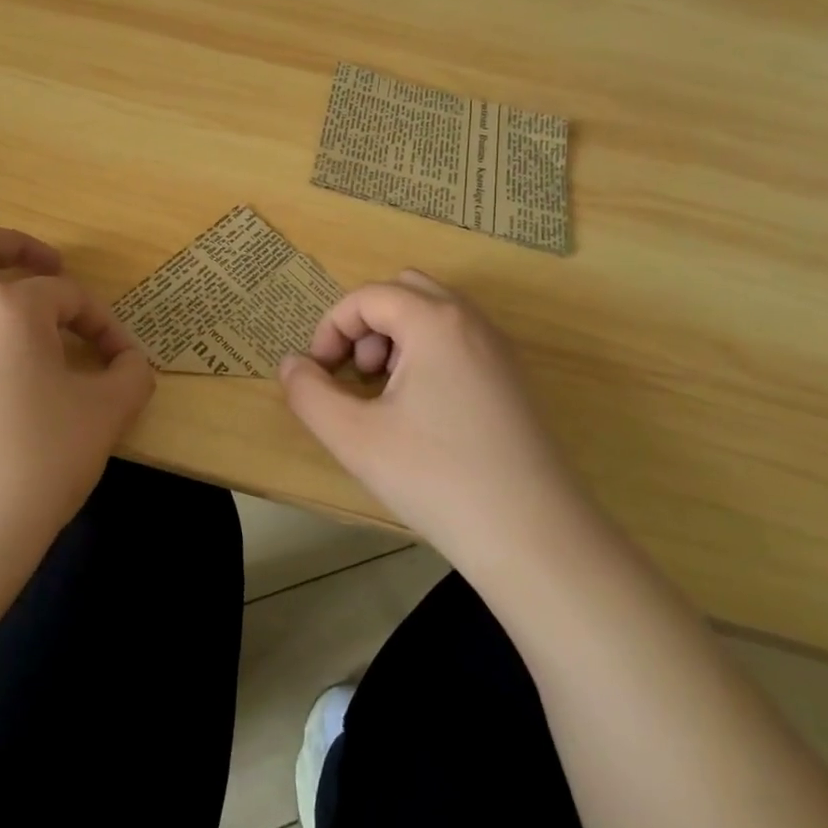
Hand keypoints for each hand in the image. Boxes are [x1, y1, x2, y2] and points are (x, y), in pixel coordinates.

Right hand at [277, 271, 597, 583]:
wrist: (535, 537)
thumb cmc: (436, 477)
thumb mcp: (353, 436)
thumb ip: (309, 393)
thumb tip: (292, 365)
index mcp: (434, 322)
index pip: (366, 297)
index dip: (330, 328)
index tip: (318, 374)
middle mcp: (471, 322)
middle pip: (404, 290)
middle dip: (367, 324)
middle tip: (356, 374)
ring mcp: (499, 350)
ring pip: (434, 315)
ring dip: (396, 339)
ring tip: (384, 395)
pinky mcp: (513, 381)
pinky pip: (458, 341)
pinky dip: (426, 355)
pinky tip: (421, 413)